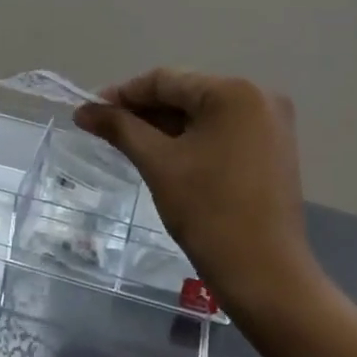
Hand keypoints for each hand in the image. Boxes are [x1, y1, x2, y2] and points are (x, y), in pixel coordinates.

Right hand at [76, 69, 317, 319]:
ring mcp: (271, 124)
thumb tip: (83, 110)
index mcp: (234, 92)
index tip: (89, 111)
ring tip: (126, 143)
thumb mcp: (158, 163)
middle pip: (186, 95)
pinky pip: (221, 132)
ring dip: (165, 127)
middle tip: (104, 129)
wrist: (265, 275)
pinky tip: (162, 154)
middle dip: (143, 112)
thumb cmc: (209, 212)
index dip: (123, 94)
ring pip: (203, 115)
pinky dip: (191, 140)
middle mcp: (259, 97)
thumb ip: (120, 128)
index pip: (165, 80)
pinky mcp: (273, 149)